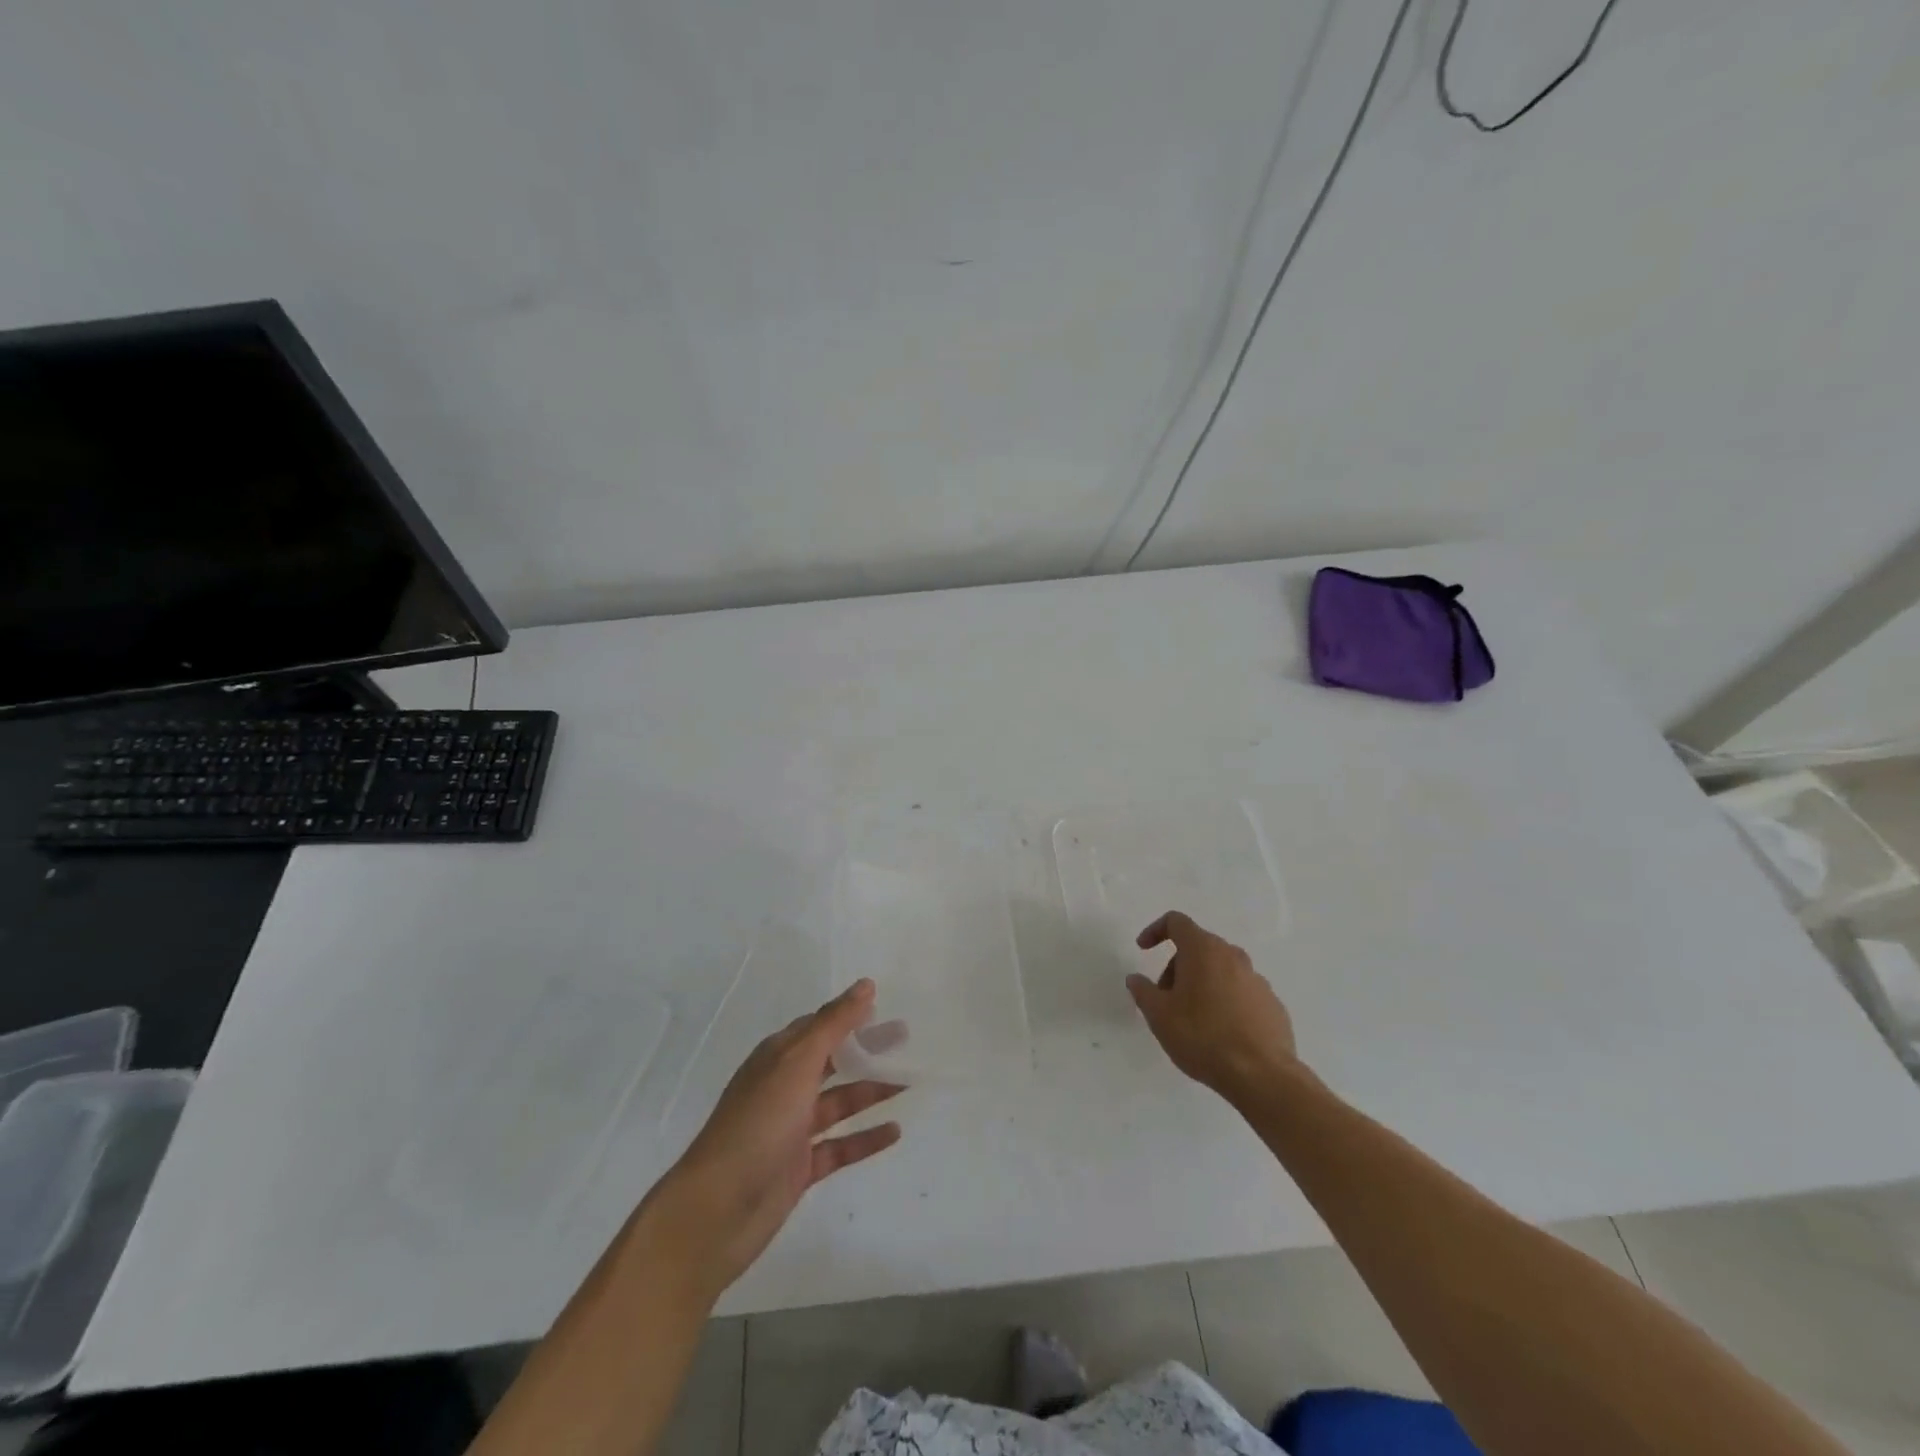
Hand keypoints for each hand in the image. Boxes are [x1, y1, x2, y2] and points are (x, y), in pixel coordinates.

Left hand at [652, 980, 903, 1296]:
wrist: (717, 1211)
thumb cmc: (757, 1125)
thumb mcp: (796, 1064)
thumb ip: (833, 1024)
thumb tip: (865, 985)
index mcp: (777, 1058)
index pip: (817, 1026)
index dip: (849, 1016)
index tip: (886, 1009)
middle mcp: (783, 1088)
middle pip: (832, 1061)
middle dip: (866, 1050)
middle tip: (907, 1041)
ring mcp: (790, 1130)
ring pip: (838, 1103)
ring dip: (871, 1091)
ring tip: (909, 1082)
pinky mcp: (798, 1168)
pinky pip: (839, 1146)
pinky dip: (865, 1137)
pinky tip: (895, 1131)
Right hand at [1127, 911, 1300, 1103]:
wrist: (1262, 1077)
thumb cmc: (1202, 1037)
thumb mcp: (1159, 1015)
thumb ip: (1143, 991)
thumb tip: (1136, 979)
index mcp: (1204, 950)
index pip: (1176, 922)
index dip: (1155, 931)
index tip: (1143, 950)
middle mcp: (1233, 956)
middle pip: (1198, 947)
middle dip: (1176, 967)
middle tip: (1166, 999)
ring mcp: (1257, 979)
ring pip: (1220, 970)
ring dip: (1201, 984)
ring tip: (1192, 1020)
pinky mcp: (1272, 1004)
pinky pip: (1240, 992)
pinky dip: (1225, 1001)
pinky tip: (1220, 1033)